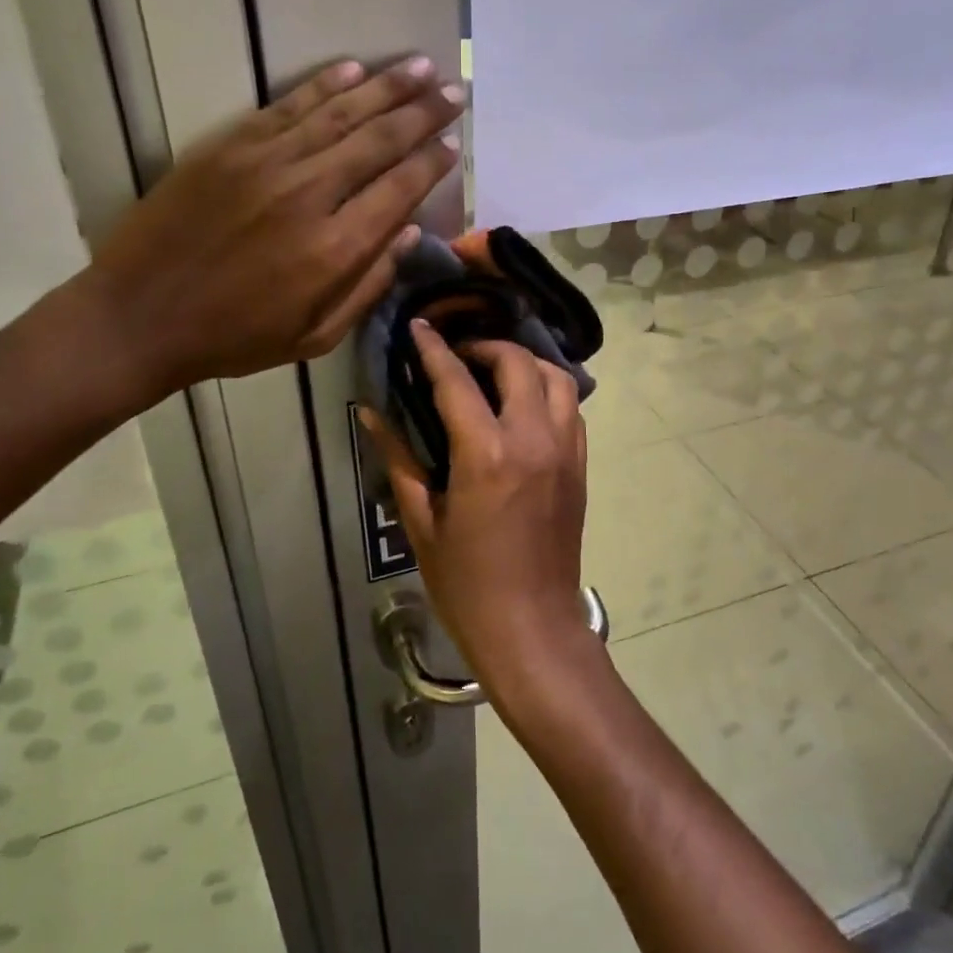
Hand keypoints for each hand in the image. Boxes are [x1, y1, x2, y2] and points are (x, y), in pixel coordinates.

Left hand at [73, 57, 462, 408]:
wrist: (140, 316)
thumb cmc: (235, 337)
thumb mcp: (316, 336)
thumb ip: (368, 285)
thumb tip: (407, 232)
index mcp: (336, 248)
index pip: (400, 188)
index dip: (432, 162)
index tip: (455, 142)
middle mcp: (310, 194)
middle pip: (379, 140)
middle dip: (423, 113)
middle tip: (454, 91)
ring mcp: (266, 163)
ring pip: (340, 113)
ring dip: (385, 87)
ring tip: (421, 67)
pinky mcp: (229, 147)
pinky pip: (288, 106)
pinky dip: (324, 85)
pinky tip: (353, 69)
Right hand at [363, 322, 591, 688]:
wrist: (531, 626)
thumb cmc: (466, 583)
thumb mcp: (421, 522)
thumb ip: (400, 459)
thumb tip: (372, 413)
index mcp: (486, 454)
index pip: (456, 380)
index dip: (433, 349)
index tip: (419, 326)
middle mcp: (533, 439)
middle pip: (517, 362)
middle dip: (485, 347)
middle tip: (458, 357)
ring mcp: (565, 450)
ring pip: (558, 378)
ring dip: (526, 364)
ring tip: (496, 373)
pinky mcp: (581, 466)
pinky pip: (572, 409)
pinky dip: (549, 392)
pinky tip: (524, 407)